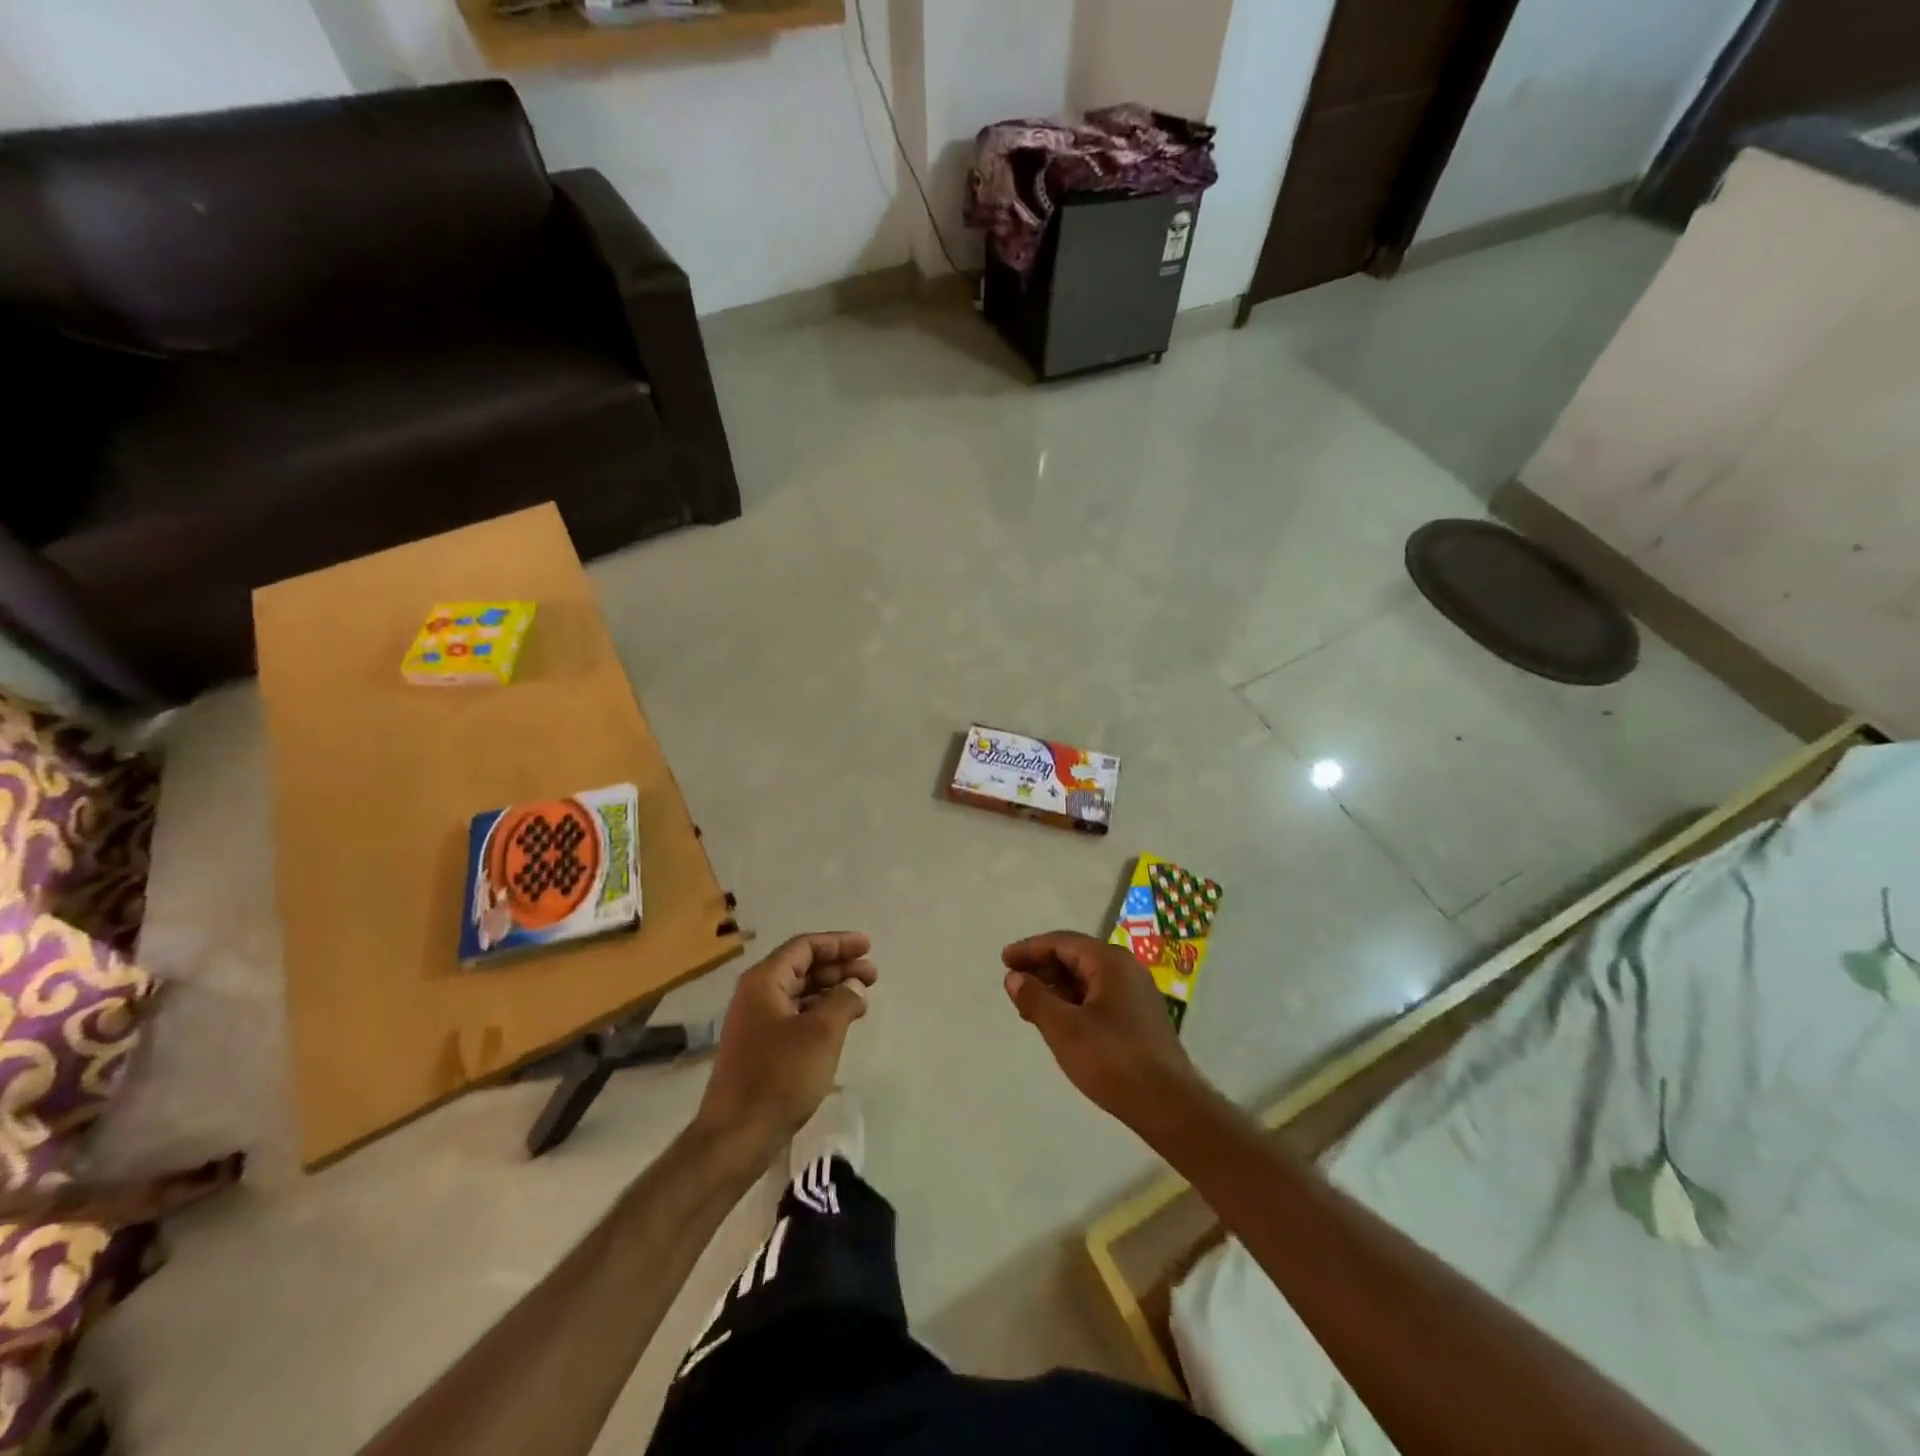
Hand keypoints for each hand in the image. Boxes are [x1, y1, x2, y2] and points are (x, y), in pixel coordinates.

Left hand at [694, 933, 876, 1164]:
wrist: (735, 1137)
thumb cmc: (779, 1077)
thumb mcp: (822, 1033)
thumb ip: (843, 999)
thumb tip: (853, 986)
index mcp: (764, 981)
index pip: (805, 946)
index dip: (838, 943)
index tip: (868, 946)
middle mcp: (755, 995)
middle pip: (802, 967)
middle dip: (839, 967)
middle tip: (872, 975)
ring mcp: (755, 1023)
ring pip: (799, 993)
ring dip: (831, 990)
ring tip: (862, 997)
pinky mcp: (759, 1048)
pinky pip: (794, 1015)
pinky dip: (820, 1012)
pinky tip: (840, 1023)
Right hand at [1002, 931, 1207, 1138]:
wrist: (1169, 1105)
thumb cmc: (1113, 1060)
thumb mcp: (1064, 1029)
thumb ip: (1035, 999)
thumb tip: (1014, 977)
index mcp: (1110, 962)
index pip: (1062, 942)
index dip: (1030, 949)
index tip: (1004, 960)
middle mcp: (1126, 969)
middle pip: (1076, 956)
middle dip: (1042, 967)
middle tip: (1013, 983)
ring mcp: (1136, 993)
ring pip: (1087, 978)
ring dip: (1056, 987)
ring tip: (1029, 1005)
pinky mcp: (1139, 1017)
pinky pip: (1099, 996)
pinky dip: (1074, 1001)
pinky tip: (1059, 1022)